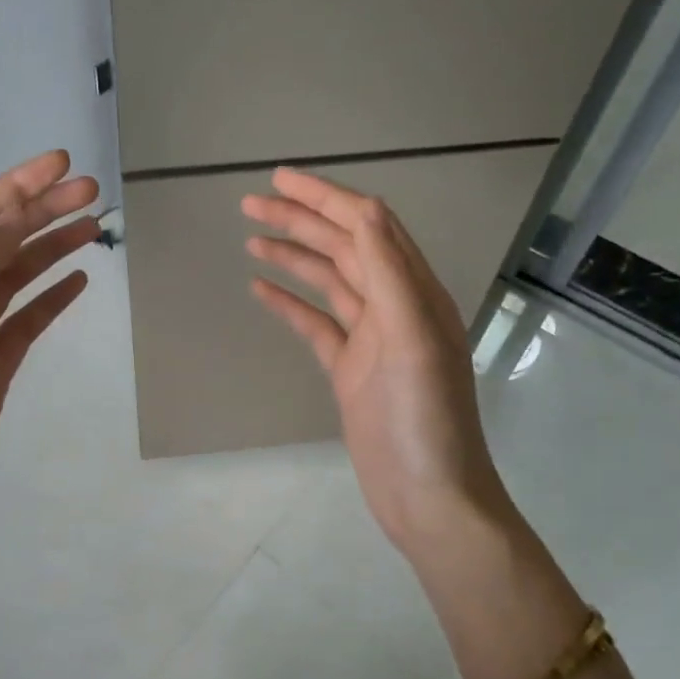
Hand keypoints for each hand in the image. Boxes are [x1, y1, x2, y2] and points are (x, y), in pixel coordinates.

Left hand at [0, 150, 99, 576]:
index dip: (16, 188)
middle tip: (93, 193)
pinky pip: (25, 320)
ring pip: (15, 277)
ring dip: (51, 248)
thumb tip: (9, 224)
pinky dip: (52, 296)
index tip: (63, 166)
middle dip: (42, 211)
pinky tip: (79, 283)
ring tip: (94, 228)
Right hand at [242, 169, 518, 566]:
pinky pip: (315, 323)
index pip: (369, 226)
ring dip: (292, 256)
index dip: (326, 198)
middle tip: (251, 203)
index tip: (280, 180)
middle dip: (301, 221)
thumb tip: (364, 210)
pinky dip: (289, 303)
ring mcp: (371, 339)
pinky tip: (260, 289)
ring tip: (251, 238)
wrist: (428, 498)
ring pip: (327, 281)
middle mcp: (395, 307)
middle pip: (344, 248)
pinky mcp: (350, 369)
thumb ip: (390, 273)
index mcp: (415, 293)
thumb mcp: (413, 340)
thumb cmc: (424, 420)